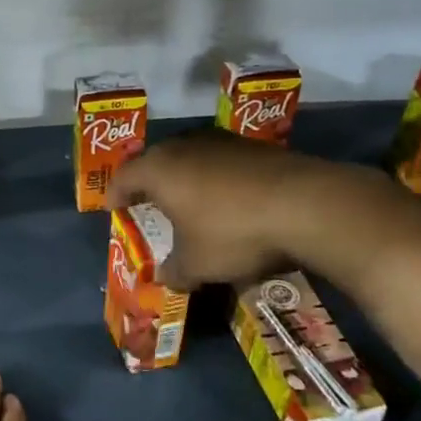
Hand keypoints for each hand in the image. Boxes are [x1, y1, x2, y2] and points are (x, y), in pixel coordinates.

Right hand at [107, 130, 417, 291]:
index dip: (115, 194)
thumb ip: (174, 271)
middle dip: (149, 183)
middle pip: (156, 161)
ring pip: (191, 157)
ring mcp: (223, 142)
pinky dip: (216, 179)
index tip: (113, 208)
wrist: (306, 205)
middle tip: (147, 203)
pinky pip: (221, 162)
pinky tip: (228, 200)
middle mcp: (186, 146)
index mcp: (160, 170)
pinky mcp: (256, 147)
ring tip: (187, 201)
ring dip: (185, 178)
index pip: (124, 177)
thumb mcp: (197, 264)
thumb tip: (163, 278)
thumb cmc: (233, 233)